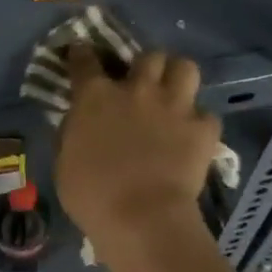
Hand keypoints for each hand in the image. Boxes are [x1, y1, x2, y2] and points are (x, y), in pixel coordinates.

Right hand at [54, 46, 223, 263]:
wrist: (142, 220)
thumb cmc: (93, 196)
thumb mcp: (64, 162)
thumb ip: (72, 133)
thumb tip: (79, 121)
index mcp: (96, 96)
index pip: (85, 59)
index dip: (82, 52)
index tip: (81, 52)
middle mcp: (137, 89)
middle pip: (148, 56)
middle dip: (146, 65)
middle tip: (143, 82)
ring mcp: (173, 106)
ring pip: (185, 67)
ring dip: (178, 78)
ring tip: (175, 93)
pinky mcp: (202, 129)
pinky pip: (207, 115)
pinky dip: (201, 123)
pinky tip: (194, 135)